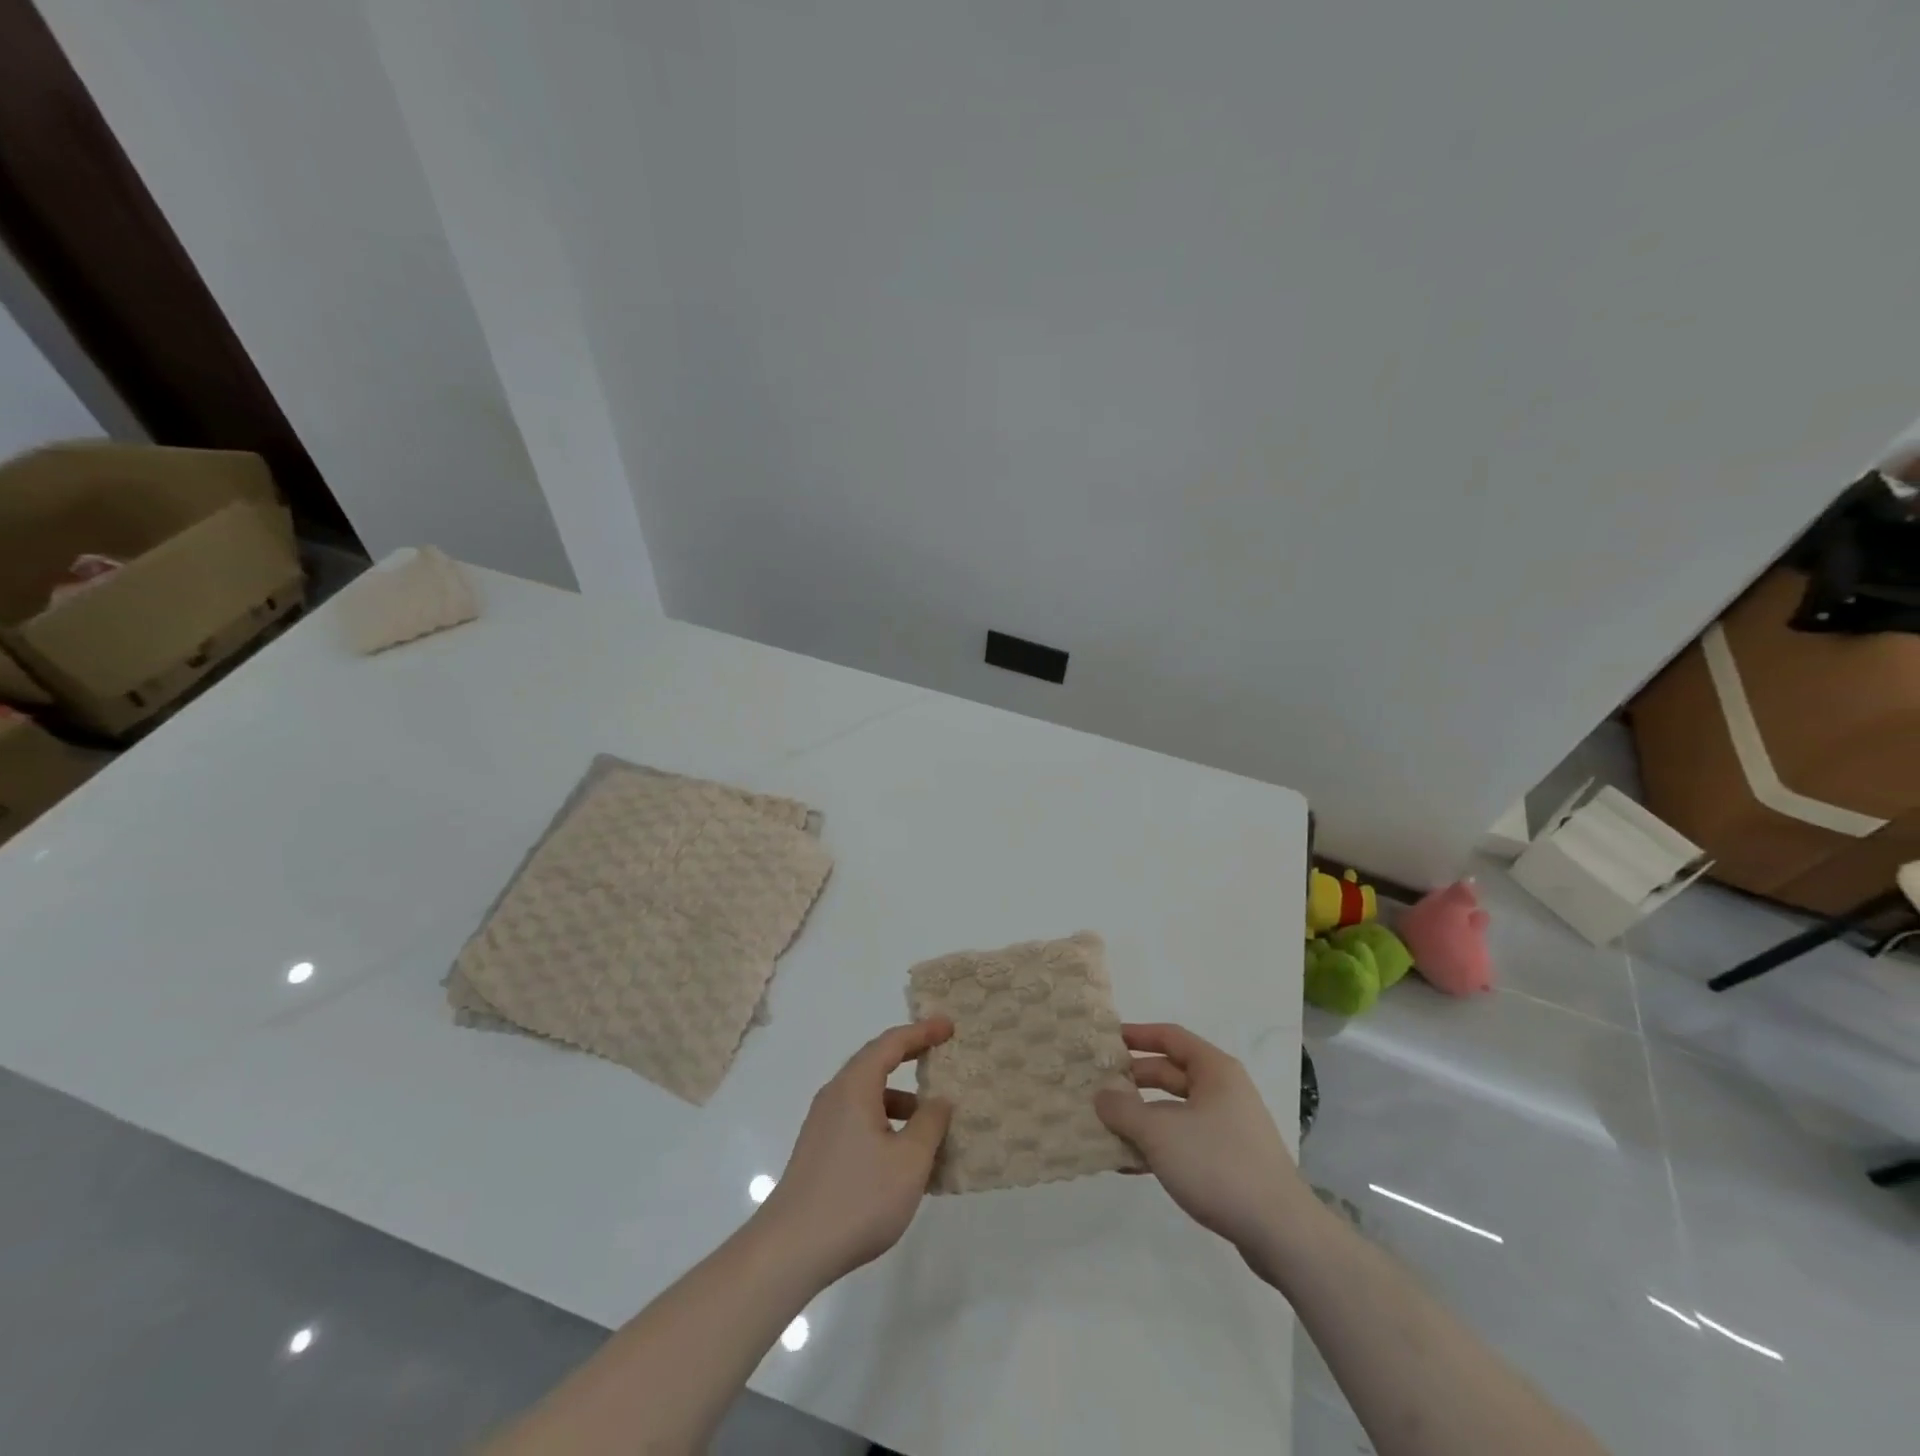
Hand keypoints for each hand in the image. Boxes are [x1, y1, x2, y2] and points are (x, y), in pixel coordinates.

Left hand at [757, 1017, 954, 1283]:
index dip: (922, 1032)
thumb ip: (929, 1124)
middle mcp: (835, 1096)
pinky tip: (903, 1157)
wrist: (790, 1250)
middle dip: (910, 1058)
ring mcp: (823, 1125)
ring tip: (931, 1122)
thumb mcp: (909, 1162)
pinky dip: (885, 1124)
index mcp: (855, 1087)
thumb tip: (939, 1100)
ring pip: (868, 1097)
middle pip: (876, 1063)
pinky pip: (859, 1121)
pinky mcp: (819, 1151)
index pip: (891, 1043)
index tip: (949, 1027)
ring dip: (900, 1100)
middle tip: (941, 1055)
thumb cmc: (857, 1198)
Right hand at [1095, 1023, 1312, 1259]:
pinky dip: (1159, 1145)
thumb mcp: (1160, 1133)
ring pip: (1175, 1111)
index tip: (1107, 1039)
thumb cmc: (1218, 1164)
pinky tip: (1131, 1163)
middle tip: (1098, 1086)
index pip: (1170, 1037)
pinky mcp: (1229, 1161)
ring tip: (1106, 1127)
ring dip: (1142, 1117)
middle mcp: (1224, 1091)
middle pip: (1170, 1073)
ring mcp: (1229, 1127)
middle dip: (1134, 1080)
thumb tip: (1101, 1095)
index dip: (1137, 1035)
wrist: (1281, 1232)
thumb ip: (1123, 1110)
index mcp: (1214, 1070)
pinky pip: (1185, 1140)